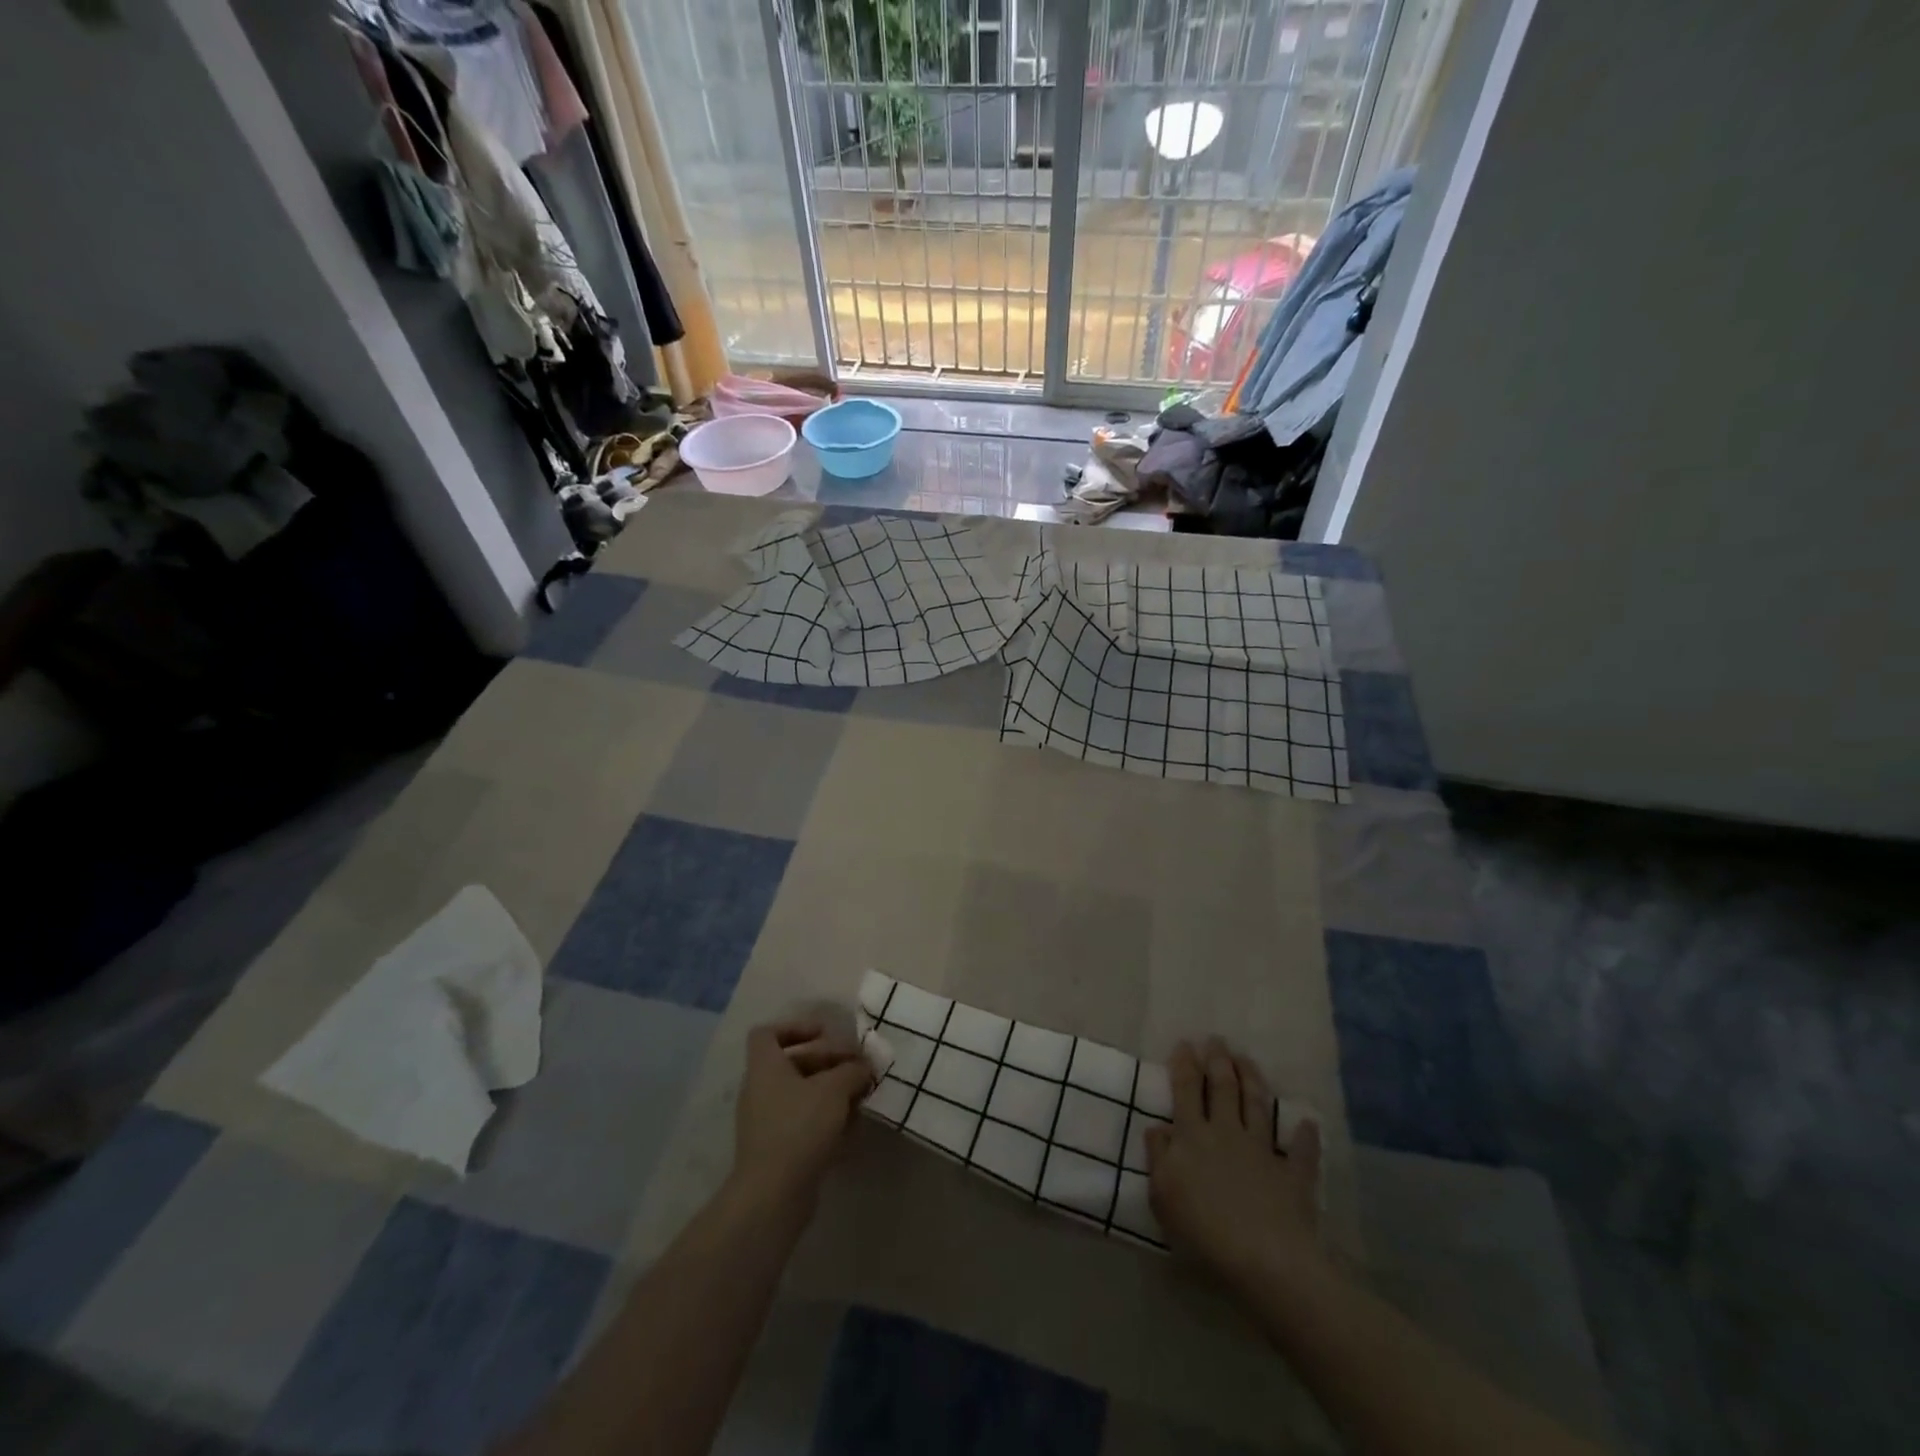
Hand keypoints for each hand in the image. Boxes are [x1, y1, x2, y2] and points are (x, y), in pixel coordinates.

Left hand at [730, 1018, 873, 1208]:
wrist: (773, 1194)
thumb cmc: (799, 1126)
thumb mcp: (834, 1089)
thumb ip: (852, 1071)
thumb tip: (864, 1066)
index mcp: (765, 1067)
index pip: (768, 1034)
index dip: (796, 1027)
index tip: (826, 1033)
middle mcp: (760, 1090)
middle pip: (793, 1063)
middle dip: (828, 1062)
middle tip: (858, 1067)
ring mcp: (766, 1122)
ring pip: (801, 1094)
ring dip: (831, 1092)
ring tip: (861, 1096)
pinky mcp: (777, 1149)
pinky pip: (803, 1122)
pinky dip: (826, 1119)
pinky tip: (852, 1127)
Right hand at [1145, 1037, 1324, 1289]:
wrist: (1263, 1260)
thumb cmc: (1203, 1231)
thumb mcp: (1163, 1196)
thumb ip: (1159, 1157)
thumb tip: (1157, 1128)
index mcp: (1192, 1136)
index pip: (1186, 1090)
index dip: (1185, 1065)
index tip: (1185, 1044)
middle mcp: (1227, 1133)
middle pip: (1223, 1088)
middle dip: (1218, 1061)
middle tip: (1217, 1040)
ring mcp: (1262, 1151)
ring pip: (1256, 1105)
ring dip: (1252, 1079)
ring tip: (1246, 1059)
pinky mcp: (1292, 1176)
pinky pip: (1300, 1152)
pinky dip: (1304, 1136)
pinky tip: (1307, 1123)